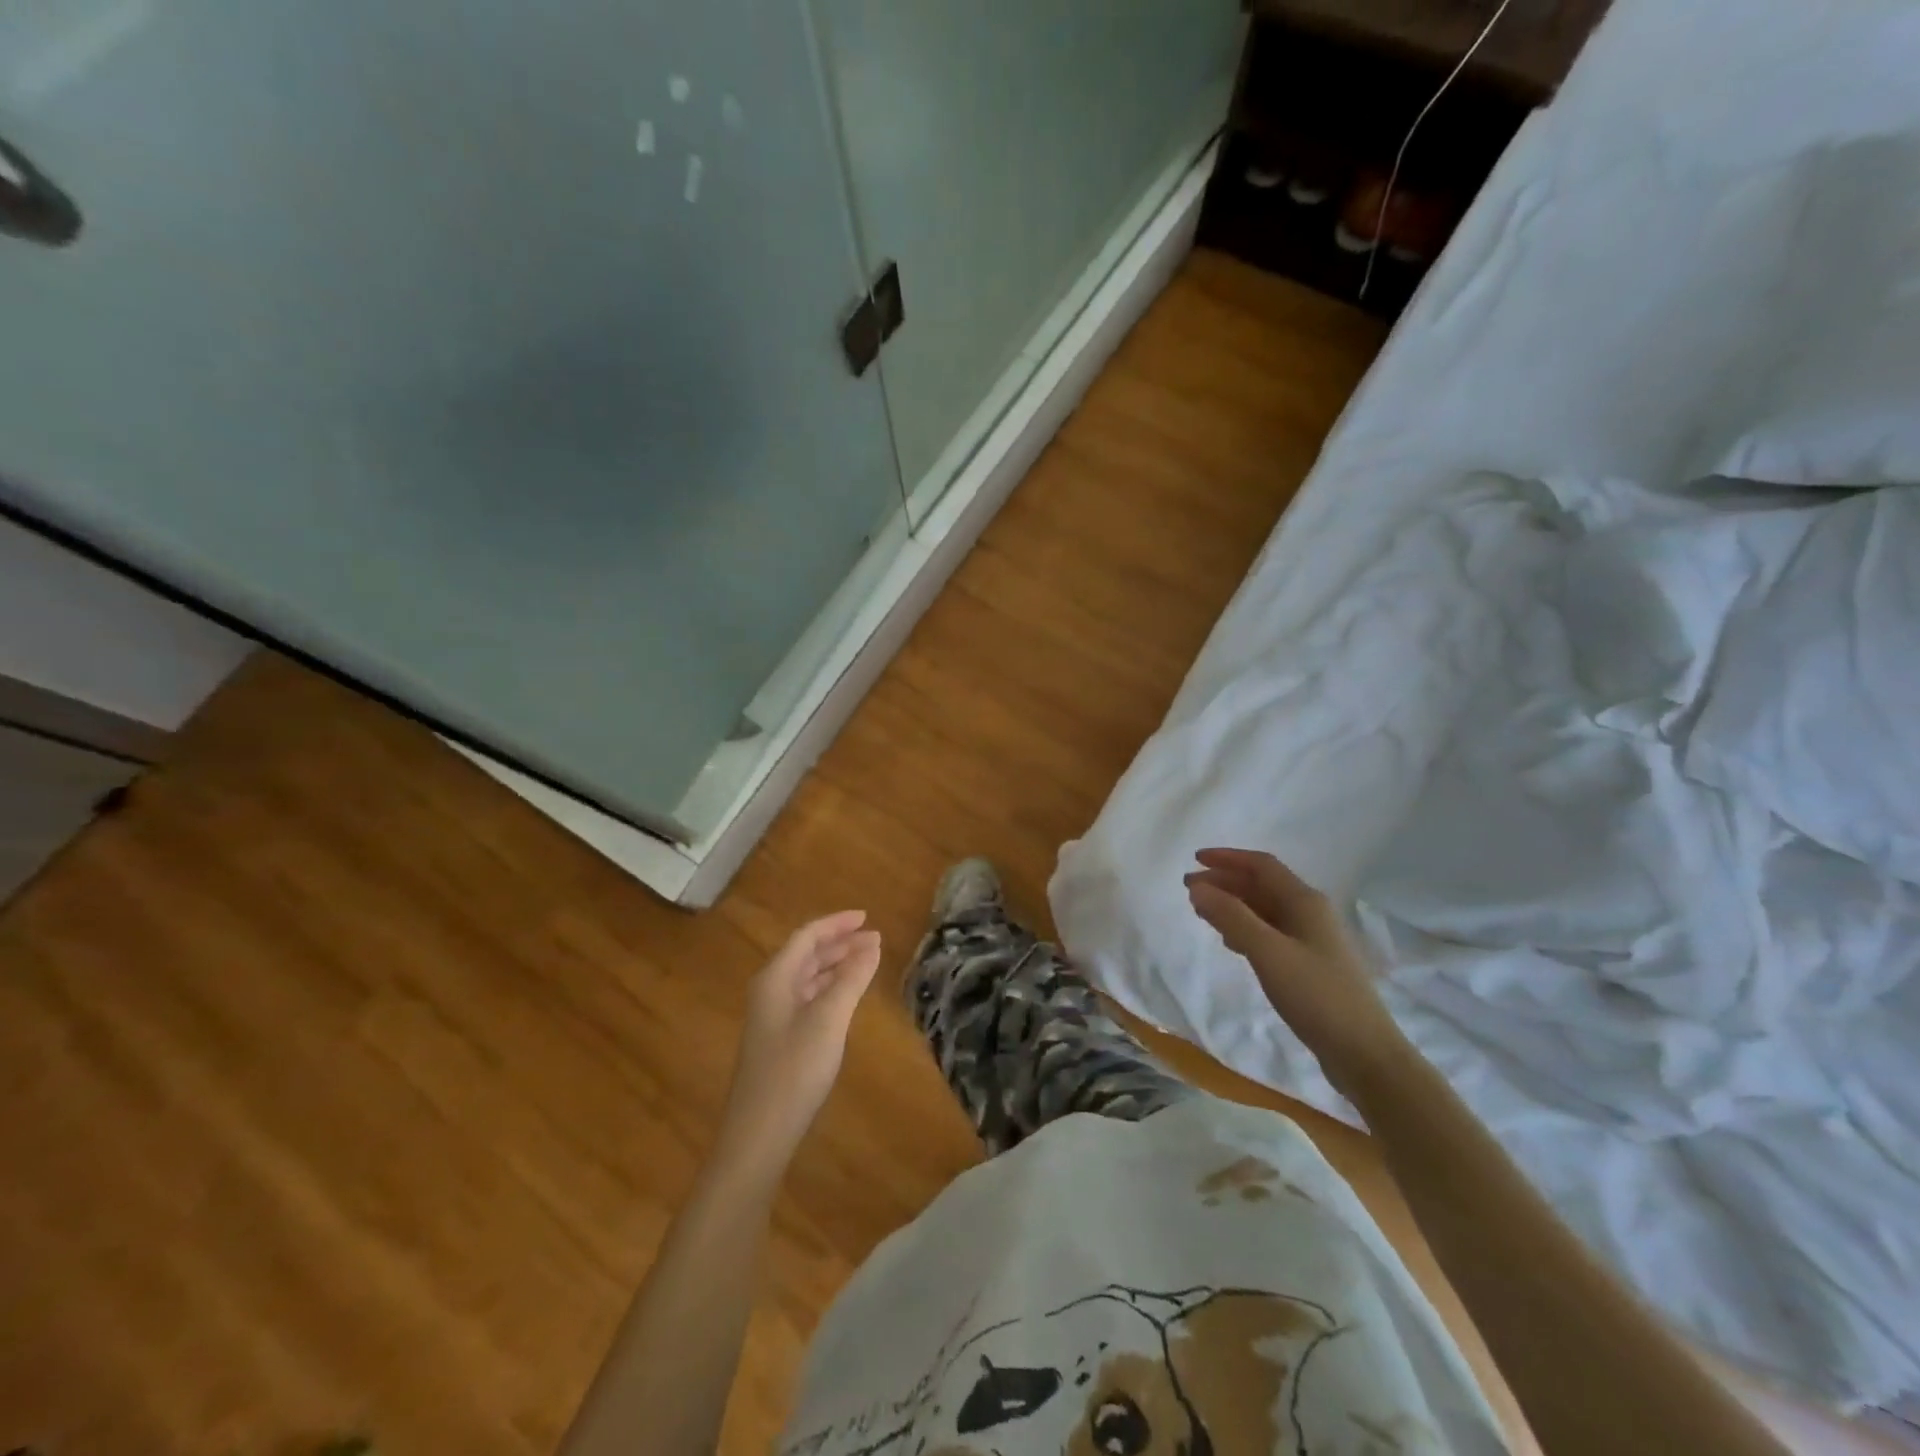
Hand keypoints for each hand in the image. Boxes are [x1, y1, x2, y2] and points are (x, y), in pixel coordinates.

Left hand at [715, 912, 882, 1174]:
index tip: (867, 918)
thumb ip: (851, 979)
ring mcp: (773, 1016)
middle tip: (875, 940)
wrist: (759, 1134)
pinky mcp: (779, 1039)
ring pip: (807, 977)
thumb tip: (872, 944)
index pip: (807, 936)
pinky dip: (830, 988)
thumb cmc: (794, 1070)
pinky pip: (807, 998)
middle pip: (806, 954)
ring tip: (867, 961)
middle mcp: (770, 990)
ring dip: (836, 965)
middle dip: (840, 943)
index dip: (837, 924)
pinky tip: (847, 996)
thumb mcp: (829, 1019)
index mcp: (775, 978)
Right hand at [1185, 848, 1408, 1095]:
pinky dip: (1245, 928)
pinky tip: (1231, 942)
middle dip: (1225, 882)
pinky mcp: (1310, 965)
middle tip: (1190, 889)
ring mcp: (1312, 940)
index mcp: (1304, 902)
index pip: (1261, 866)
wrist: (1364, 1052)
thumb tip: (1198, 887)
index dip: (1227, 858)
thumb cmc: (1316, 995)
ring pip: (1265, 910)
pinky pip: (1271, 933)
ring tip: (1203, 912)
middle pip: (1262, 885)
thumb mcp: (1268, 952)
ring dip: (1233, 905)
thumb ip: (1231, 917)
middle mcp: (1310, 913)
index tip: (1194, 860)